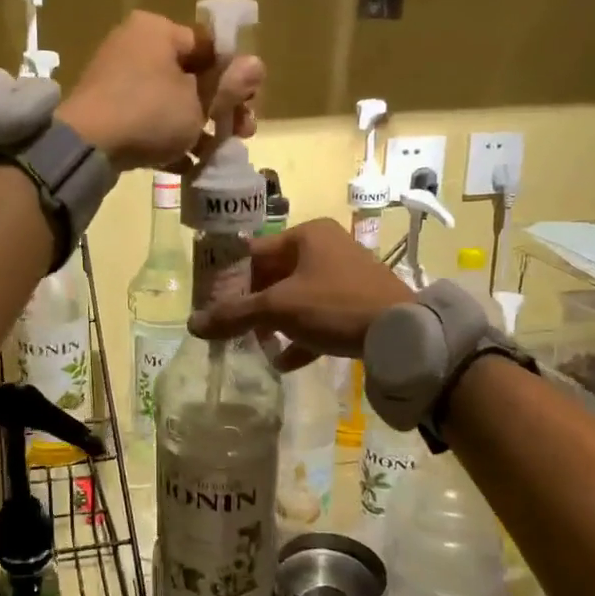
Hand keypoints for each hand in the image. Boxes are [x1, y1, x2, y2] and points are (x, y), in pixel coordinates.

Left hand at [57, 11, 263, 172]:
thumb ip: (229, 85)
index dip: (234, 75)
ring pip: (171, 102)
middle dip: (220, 108)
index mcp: (157, 31)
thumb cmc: (150, 113)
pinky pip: (148, 121)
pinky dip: (168, 140)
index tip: (250, 103)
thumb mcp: (198, 102)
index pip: (208, 46)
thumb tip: (257, 65)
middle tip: (243, 133)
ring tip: (218, 154)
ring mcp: (117, 80)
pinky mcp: (107, 111)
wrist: (86, 147)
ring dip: (199, 128)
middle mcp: (134, 46)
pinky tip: (189, 166)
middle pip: (191, 76)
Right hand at [191, 219, 412, 368]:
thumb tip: (192, 325)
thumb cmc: (334, 306)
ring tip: (257, 346)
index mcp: (307, 235)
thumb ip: (234, 315)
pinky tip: (285, 361)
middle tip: (233, 329)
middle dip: (253, 305)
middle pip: (274, 275)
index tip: (212, 304)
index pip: (254, 252)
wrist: (401, 333)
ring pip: (296, 297)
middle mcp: (326, 247)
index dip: (229, 279)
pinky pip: (319, 316)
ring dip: (275, 323)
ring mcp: (345, 274)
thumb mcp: (278, 309)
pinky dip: (301, 335)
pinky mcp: (358, 301)